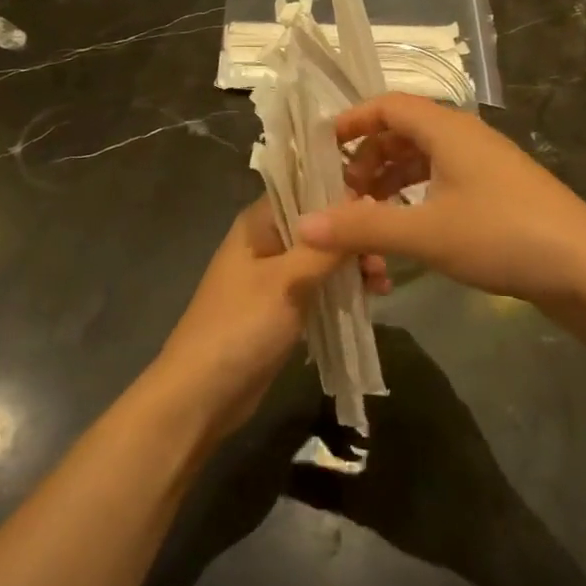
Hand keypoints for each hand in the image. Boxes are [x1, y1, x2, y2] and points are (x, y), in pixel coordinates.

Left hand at [155, 199, 385, 437]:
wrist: (201, 395)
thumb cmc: (241, 327)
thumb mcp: (288, 281)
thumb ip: (326, 246)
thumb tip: (362, 205)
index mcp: (258, 224)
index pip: (305, 189)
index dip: (343, 196)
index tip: (381, 210)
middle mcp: (266, 242)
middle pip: (319, 227)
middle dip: (353, 239)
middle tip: (384, 261)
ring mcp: (273, 277)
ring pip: (323, 259)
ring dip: (352, 267)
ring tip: (382, 285)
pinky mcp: (282, 308)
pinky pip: (319, 287)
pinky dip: (342, 290)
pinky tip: (370, 300)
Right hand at [293, 94, 585, 313]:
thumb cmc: (502, 236)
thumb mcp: (425, 233)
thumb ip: (362, 226)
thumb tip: (304, 225)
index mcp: (448, 129)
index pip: (388, 105)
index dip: (352, 121)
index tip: (322, 149)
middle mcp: (466, 136)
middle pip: (404, 131)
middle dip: (368, 158)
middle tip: (344, 194)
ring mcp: (486, 163)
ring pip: (425, 158)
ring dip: (392, 179)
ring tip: (369, 213)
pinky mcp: (500, 190)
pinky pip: (445, 179)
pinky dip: (417, 194)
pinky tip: (409, 225)